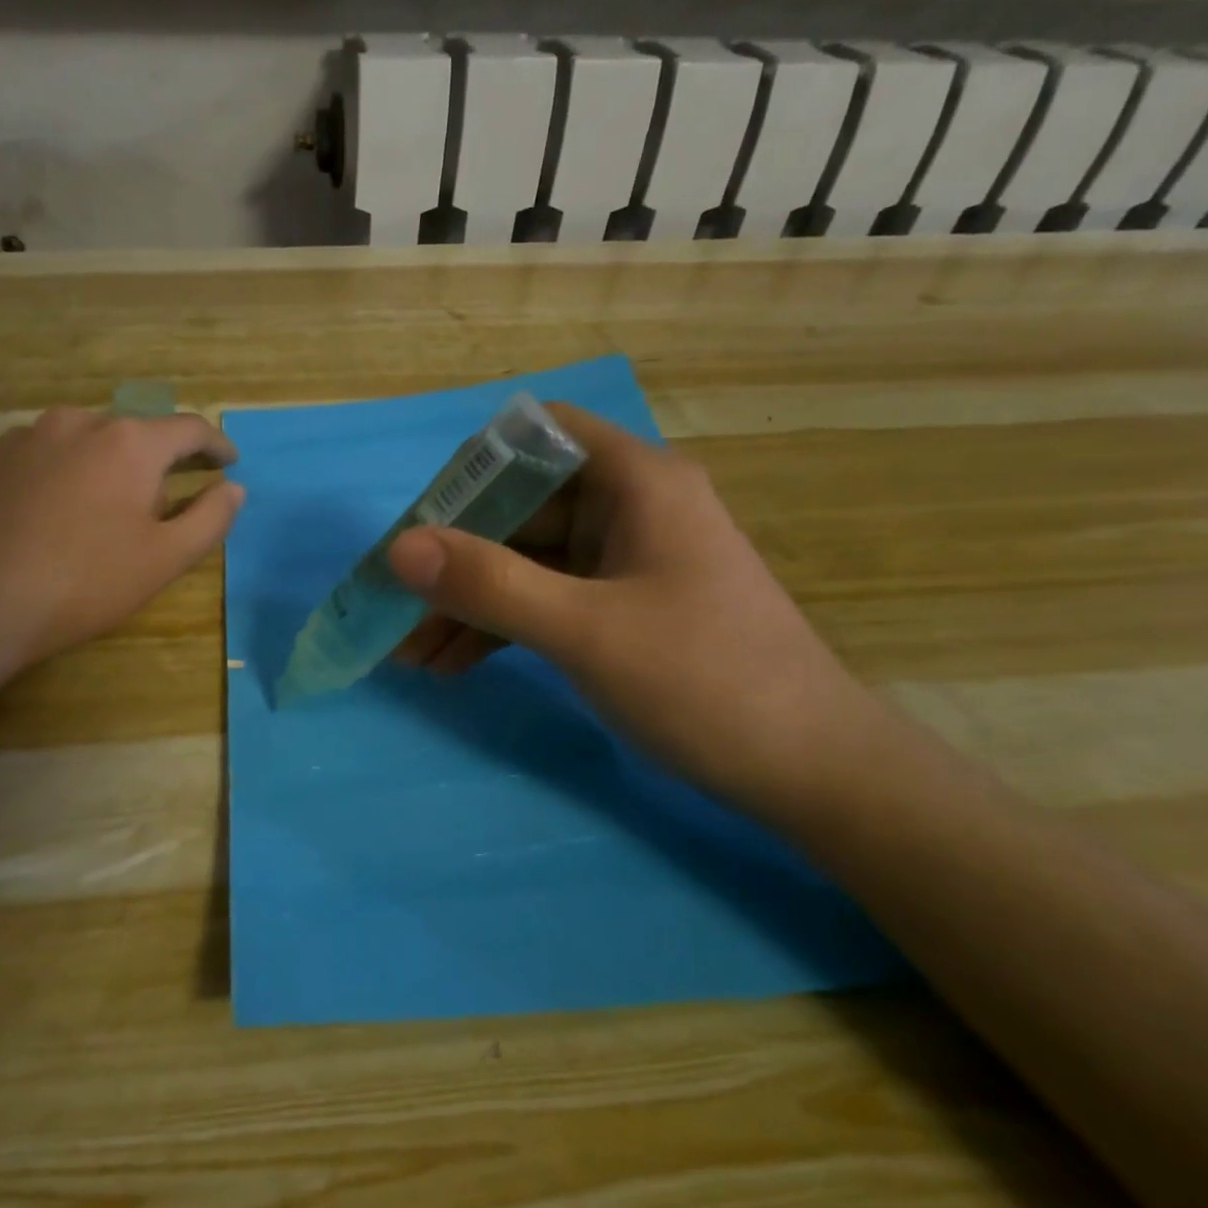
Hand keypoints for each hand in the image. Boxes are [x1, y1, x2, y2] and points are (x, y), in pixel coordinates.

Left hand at [0, 407, 242, 681]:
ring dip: (101, 469)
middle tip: (156, 510)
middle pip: (132, 435)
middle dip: (153, 465)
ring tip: (96, 516)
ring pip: (80, 444)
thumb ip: (210, 518)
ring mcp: (21, 438)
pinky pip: (37, 460)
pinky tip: (45, 520)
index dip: (216, 445)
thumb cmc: (85, 583)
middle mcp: (75, 423)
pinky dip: (56, 479)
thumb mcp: (165, 559)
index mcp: (128, 443)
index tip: (229, 462)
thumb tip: (233, 488)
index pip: (188, 429)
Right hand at [388, 403, 864, 813]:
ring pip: (526, 562)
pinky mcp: (622, 608)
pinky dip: (501, 626)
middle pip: (520, 506)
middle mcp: (629, 507)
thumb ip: (490, 584)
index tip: (421, 522)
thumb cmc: (706, 683)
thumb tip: (398, 547)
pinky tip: (455, 664)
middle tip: (396, 606)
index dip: (473, 467)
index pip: (537, 434)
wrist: (811, 772)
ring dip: (469, 601)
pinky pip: (545, 600)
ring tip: (412, 653)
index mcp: (636, 482)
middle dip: (455, 557)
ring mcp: (625, 561)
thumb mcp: (585, 630)